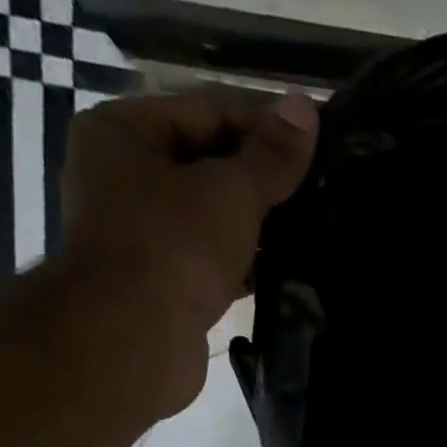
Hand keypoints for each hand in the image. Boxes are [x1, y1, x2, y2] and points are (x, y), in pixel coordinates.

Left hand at [55, 87, 318, 417]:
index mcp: (125, 132)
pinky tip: (288, 270)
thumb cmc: (173, 246)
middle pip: (208, 164)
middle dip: (264, 180)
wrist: (131, 339)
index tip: (319, 146)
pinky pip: (213, 260)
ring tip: (314, 229)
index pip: (208, 111)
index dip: (266, 126)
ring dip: (258, 226)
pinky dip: (247, 264)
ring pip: (213, 217)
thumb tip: (307, 107)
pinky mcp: (162, 284)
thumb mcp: (230, 191)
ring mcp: (141, 235)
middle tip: (322, 190)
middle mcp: (124, 176)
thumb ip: (270, 155)